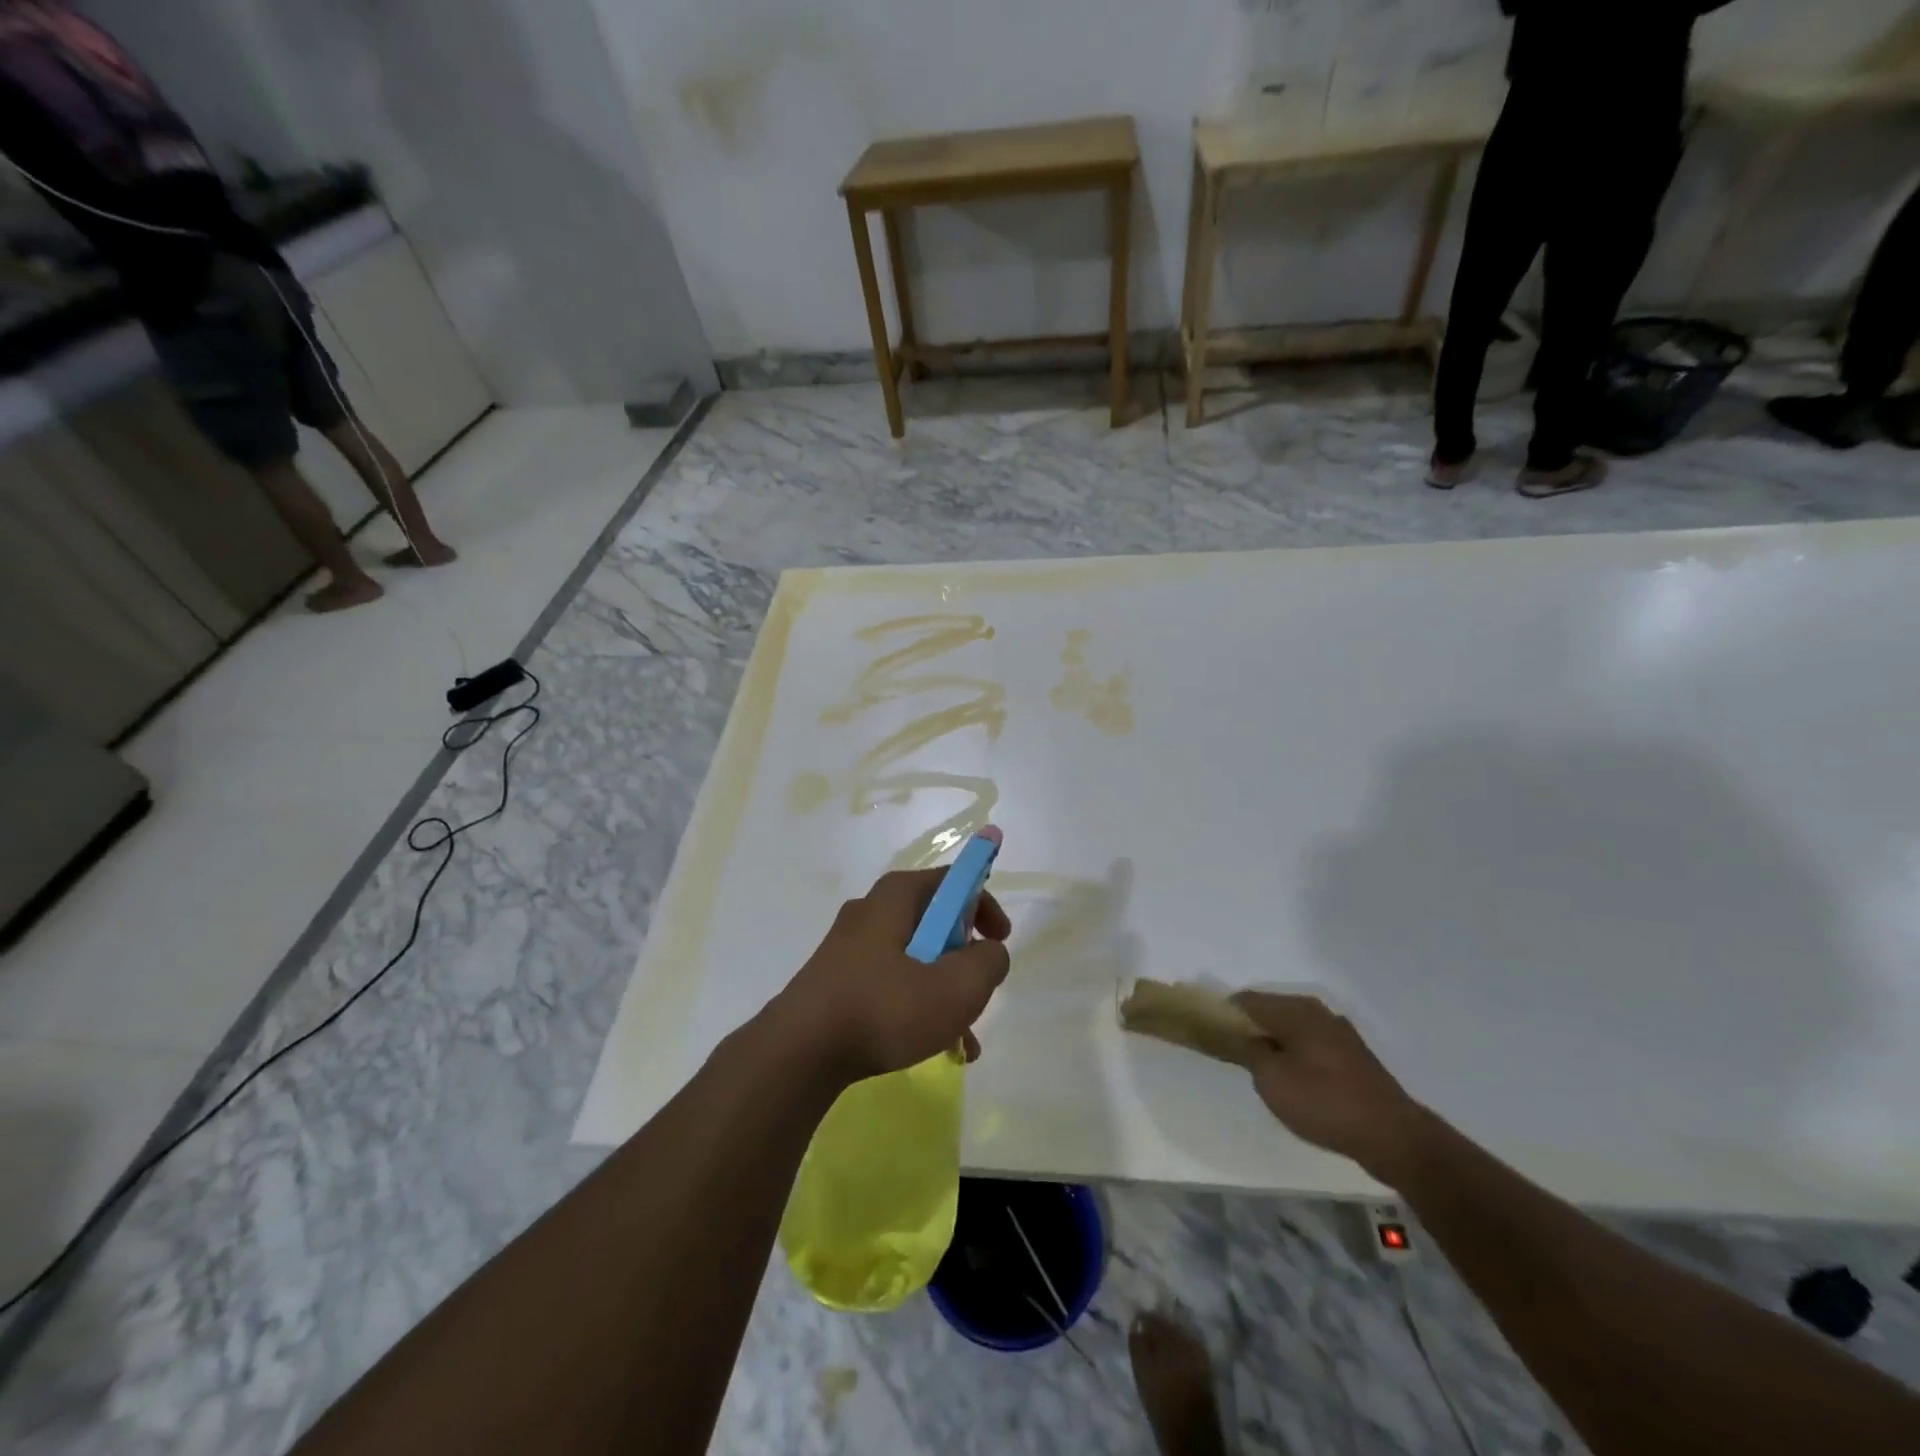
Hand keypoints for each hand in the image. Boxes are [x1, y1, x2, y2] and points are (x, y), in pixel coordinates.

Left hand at [774, 869, 1012, 1083]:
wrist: (799, 1052)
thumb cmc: (884, 1008)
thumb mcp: (956, 987)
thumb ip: (988, 962)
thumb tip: (989, 951)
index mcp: (897, 897)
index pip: (953, 881)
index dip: (985, 906)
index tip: (1000, 940)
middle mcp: (871, 911)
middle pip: (935, 922)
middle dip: (964, 959)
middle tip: (978, 990)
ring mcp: (850, 947)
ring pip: (915, 959)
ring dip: (944, 991)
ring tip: (963, 1039)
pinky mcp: (838, 979)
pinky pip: (891, 982)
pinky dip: (916, 1006)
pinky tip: (933, 1047)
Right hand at [1231, 992, 1429, 1181]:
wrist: (1393, 1137)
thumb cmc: (1325, 1103)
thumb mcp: (1272, 1080)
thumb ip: (1249, 1050)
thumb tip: (1242, 1035)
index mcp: (1296, 1010)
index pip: (1246, 1000)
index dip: (1224, 1014)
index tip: (1209, 1034)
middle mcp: (1317, 1011)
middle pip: (1270, 1011)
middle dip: (1249, 1028)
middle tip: (1232, 1055)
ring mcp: (1338, 1032)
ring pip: (1291, 1029)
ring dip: (1273, 1042)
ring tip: (1260, 1070)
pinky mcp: (1352, 1056)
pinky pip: (1310, 1044)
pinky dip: (1294, 1054)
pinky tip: (1293, 1079)